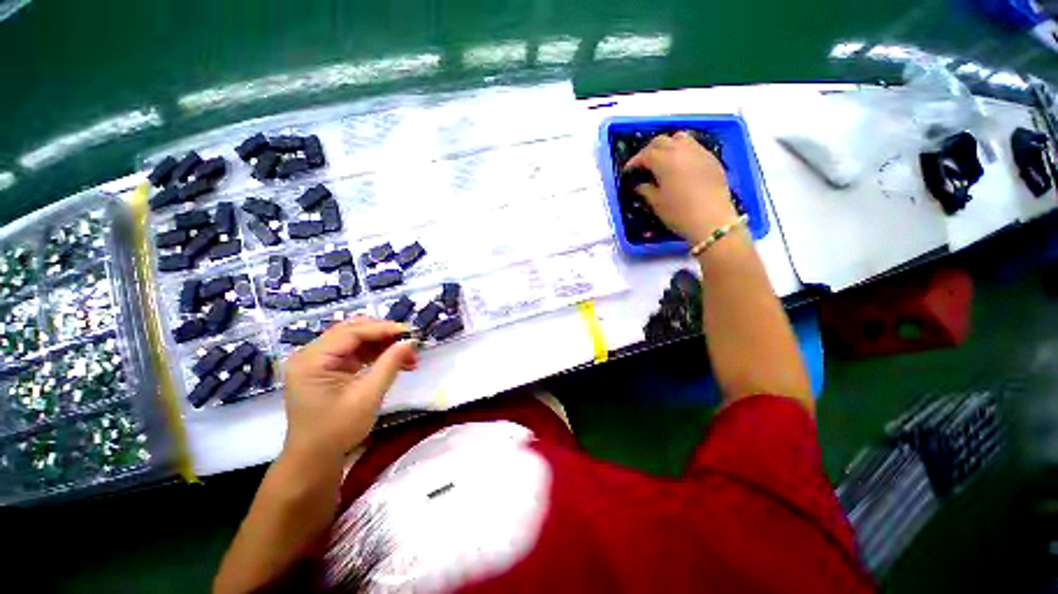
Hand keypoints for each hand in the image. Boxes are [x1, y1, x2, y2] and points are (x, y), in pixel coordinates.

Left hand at [281, 318, 417, 465]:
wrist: (314, 459)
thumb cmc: (337, 432)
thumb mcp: (366, 399)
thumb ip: (387, 367)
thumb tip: (409, 343)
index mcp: (311, 358)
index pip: (349, 332)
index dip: (381, 329)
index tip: (410, 332)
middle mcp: (307, 354)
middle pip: (347, 333)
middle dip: (379, 336)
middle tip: (408, 344)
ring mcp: (311, 363)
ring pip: (346, 344)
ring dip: (374, 347)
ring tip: (403, 355)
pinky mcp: (317, 373)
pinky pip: (342, 357)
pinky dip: (364, 358)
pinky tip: (385, 362)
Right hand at [626, 132, 738, 244]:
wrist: (715, 223)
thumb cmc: (682, 214)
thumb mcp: (658, 204)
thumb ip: (646, 190)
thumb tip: (641, 185)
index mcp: (662, 159)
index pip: (644, 154)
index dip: (635, 162)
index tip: (630, 171)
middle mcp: (679, 149)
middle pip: (661, 141)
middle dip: (651, 150)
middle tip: (647, 163)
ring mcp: (698, 152)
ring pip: (680, 138)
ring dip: (670, 144)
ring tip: (668, 157)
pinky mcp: (712, 160)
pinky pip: (696, 148)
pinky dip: (687, 152)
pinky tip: (686, 165)